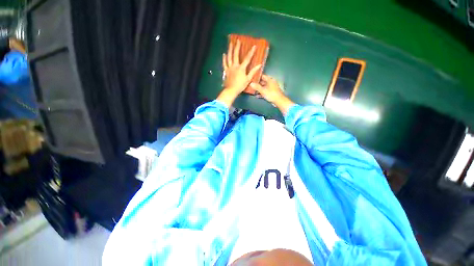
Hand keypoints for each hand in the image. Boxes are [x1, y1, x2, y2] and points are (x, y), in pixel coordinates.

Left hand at [217, 40, 260, 106]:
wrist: (231, 90)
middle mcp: (235, 66)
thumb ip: (253, 72)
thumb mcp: (248, 79)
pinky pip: (224, 63)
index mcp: (241, 68)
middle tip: (238, 40)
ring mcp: (229, 68)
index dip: (251, 52)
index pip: (247, 58)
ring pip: (229, 57)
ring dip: (230, 50)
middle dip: (237, 47)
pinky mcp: (226, 71)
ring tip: (230, 43)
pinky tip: (224, 54)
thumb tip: (259, 65)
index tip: (254, 46)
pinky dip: (224, 58)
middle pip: (235, 54)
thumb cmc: (240, 85)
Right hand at [250, 75, 293, 114]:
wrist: (279, 101)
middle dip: (257, 84)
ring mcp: (271, 88)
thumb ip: (256, 87)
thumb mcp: (263, 90)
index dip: (257, 77)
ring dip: (259, 89)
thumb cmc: (271, 94)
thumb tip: (250, 83)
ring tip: (253, 91)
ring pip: (264, 87)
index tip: (252, 79)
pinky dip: (261, 93)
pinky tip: (257, 96)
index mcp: (270, 80)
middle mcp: (271, 82)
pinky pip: (265, 91)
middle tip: (251, 85)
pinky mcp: (271, 93)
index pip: (262, 76)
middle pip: (263, 82)